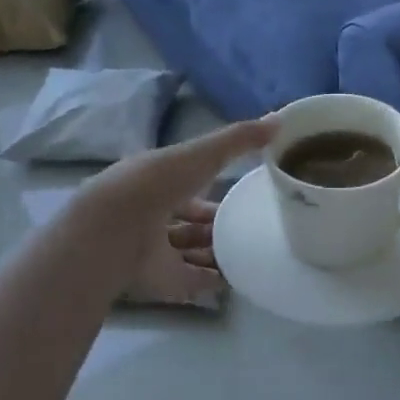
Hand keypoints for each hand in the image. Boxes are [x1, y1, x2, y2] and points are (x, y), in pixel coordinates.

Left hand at [77, 117, 276, 275]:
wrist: (119, 230)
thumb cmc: (159, 183)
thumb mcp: (203, 154)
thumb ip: (239, 139)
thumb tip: (280, 119)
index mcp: (158, 182)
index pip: (188, 184)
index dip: (211, 185)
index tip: (239, 189)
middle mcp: (154, 216)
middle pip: (190, 220)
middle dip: (215, 222)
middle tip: (250, 223)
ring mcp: (158, 250)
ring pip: (191, 250)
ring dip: (217, 250)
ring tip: (252, 248)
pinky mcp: (164, 280)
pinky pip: (196, 279)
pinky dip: (216, 278)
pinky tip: (241, 275)